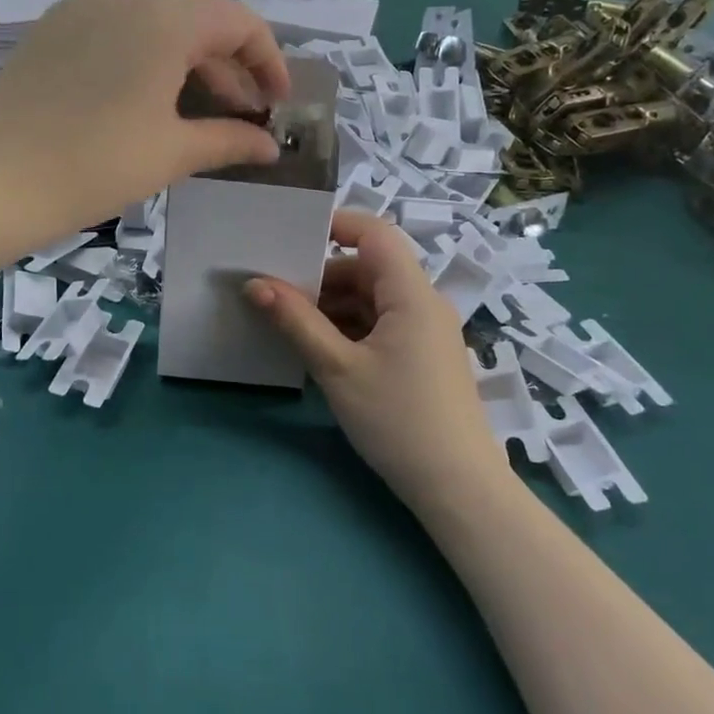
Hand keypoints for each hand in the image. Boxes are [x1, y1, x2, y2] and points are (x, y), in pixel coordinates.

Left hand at [0, 0, 290, 228]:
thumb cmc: (97, 166)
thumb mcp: (173, 153)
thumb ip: (230, 141)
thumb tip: (269, 147)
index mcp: (164, 21)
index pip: (238, 22)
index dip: (268, 59)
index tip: (276, 101)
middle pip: (196, 20)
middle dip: (227, 67)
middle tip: (239, 115)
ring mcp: (80, 8)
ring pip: (154, 22)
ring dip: (185, 60)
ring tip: (191, 109)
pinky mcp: (50, 28)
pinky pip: (113, 28)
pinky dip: (142, 55)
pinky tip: (139, 97)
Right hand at [245, 210, 496, 503]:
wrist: (459, 489)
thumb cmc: (398, 420)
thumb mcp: (338, 369)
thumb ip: (296, 321)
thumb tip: (254, 284)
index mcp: (411, 294)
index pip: (375, 233)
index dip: (335, 224)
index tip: (289, 237)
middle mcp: (423, 304)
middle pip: (369, 268)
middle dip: (322, 277)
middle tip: (275, 293)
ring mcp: (425, 333)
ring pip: (372, 299)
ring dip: (332, 306)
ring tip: (288, 324)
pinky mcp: (422, 357)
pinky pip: (381, 325)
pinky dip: (349, 329)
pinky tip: (319, 350)